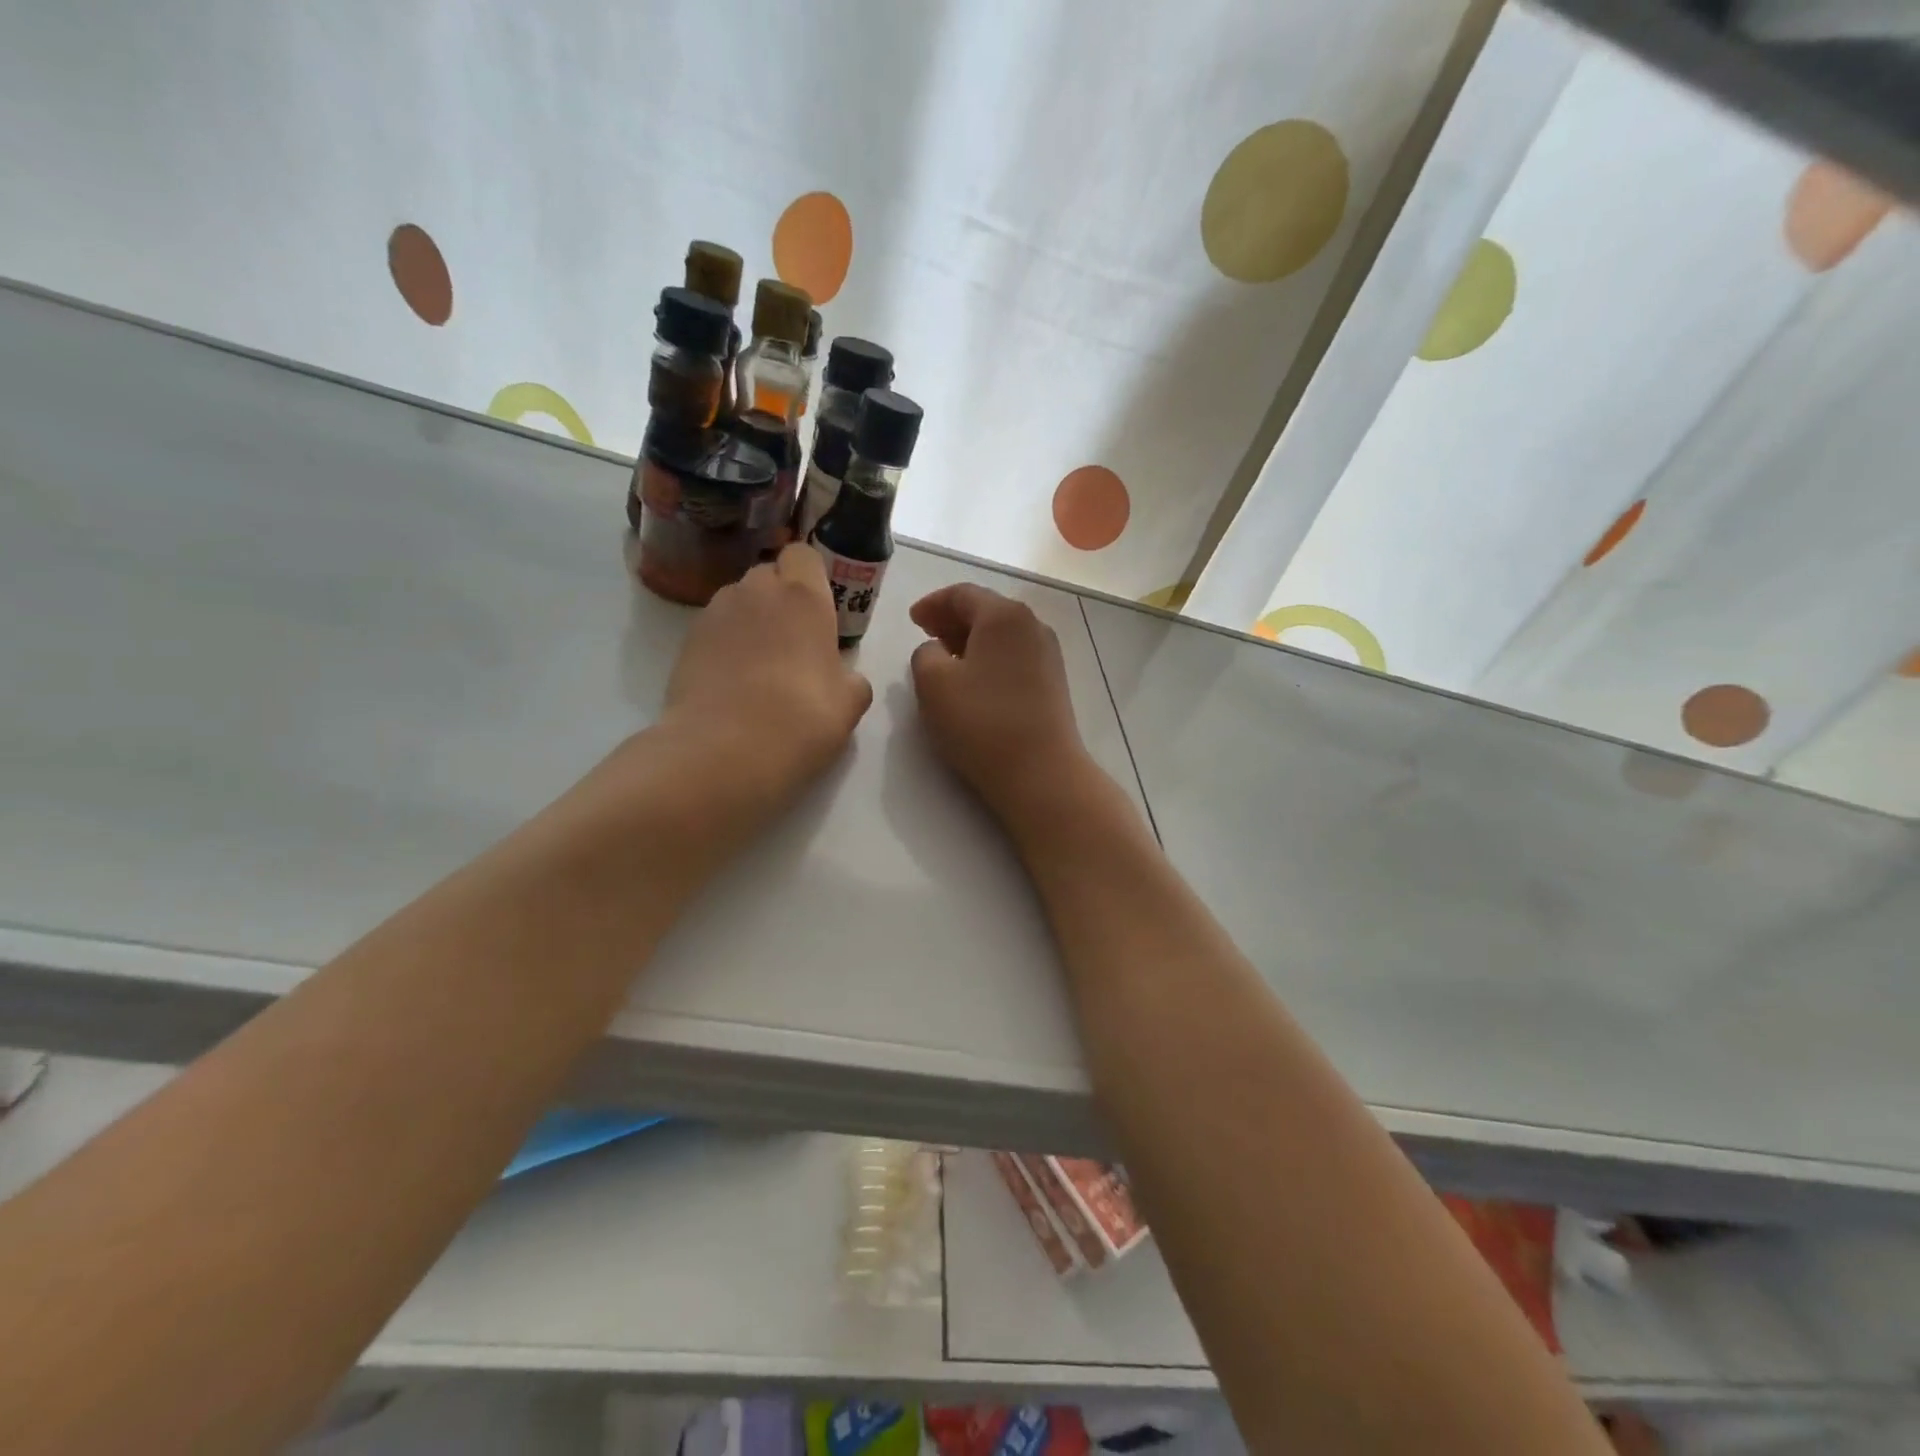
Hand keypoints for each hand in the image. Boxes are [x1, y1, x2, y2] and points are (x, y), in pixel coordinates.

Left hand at [660, 545, 872, 807]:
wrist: (724, 751)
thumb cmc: (801, 719)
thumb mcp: (850, 704)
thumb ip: (851, 678)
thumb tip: (842, 676)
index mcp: (802, 596)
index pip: (802, 553)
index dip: (810, 576)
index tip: (819, 608)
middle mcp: (755, 592)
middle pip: (768, 575)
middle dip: (780, 597)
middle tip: (794, 641)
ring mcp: (714, 614)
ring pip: (737, 601)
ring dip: (751, 620)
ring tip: (760, 667)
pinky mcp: (685, 642)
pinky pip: (714, 630)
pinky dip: (725, 645)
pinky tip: (734, 683)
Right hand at [908, 584, 1094, 831]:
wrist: (1040, 772)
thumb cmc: (981, 722)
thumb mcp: (932, 683)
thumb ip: (924, 654)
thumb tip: (937, 651)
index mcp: (1003, 615)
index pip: (962, 594)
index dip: (932, 603)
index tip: (912, 620)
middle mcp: (1032, 625)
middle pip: (986, 610)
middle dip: (952, 619)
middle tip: (926, 634)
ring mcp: (1048, 654)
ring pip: (1001, 634)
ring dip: (971, 640)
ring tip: (946, 658)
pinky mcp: (1054, 682)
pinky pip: (1014, 656)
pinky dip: (990, 657)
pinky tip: (975, 680)